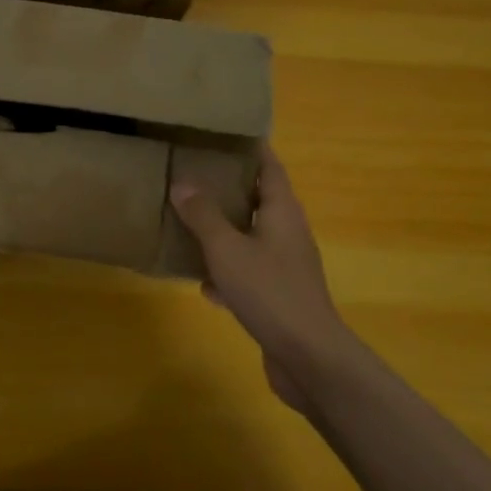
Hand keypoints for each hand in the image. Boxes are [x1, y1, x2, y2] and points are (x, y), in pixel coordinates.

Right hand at [170, 147, 359, 416]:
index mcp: (283, 212)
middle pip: (260, 200)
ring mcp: (285, 267)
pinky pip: (248, 273)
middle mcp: (288, 233)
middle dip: (230, 188)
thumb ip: (204, 216)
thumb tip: (182, 184)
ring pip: (251, 237)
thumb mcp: (227, 249)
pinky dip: (227, 273)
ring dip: (225, 230)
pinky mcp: (278, 296)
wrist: (308, 356)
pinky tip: (203, 284)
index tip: (224, 133)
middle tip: (195, 173)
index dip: (252, 148)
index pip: (270, 167)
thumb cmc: (269, 291)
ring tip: (190, 220)